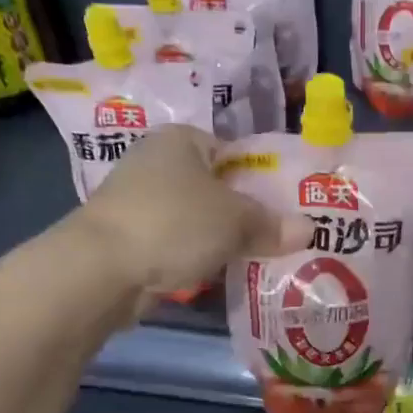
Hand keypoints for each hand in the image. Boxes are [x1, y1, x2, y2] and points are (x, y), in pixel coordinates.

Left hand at [73, 126, 309, 302]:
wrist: (101, 269)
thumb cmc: (174, 223)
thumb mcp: (236, 221)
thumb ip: (272, 225)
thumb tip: (311, 231)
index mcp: (181, 139)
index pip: (233, 152)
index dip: (262, 178)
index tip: (286, 206)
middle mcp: (157, 162)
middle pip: (216, 187)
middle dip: (245, 213)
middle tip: (279, 236)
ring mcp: (139, 201)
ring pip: (197, 218)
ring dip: (221, 238)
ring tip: (258, 257)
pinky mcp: (130, 238)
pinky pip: (178, 243)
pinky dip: (197, 256)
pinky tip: (221, 273)